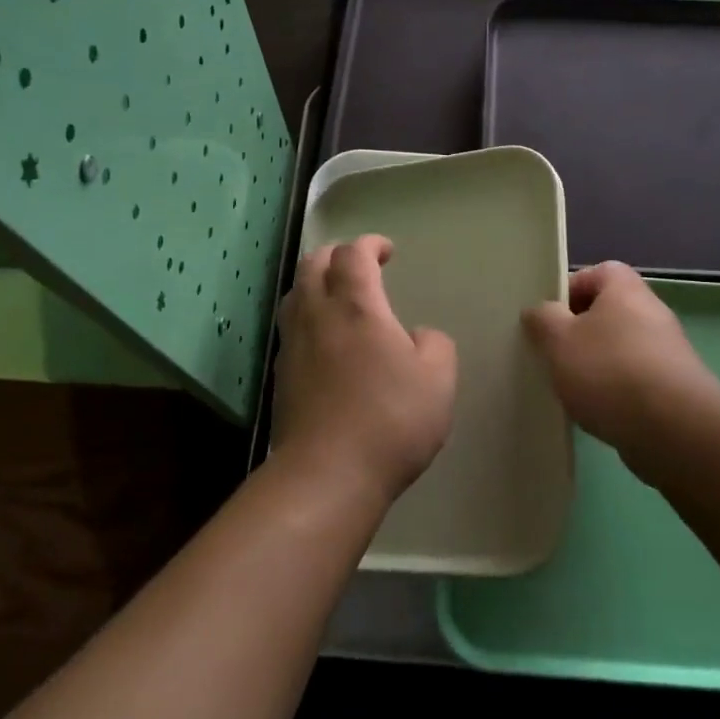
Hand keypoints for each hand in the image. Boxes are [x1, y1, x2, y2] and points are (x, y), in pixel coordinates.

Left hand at [272, 235, 457, 504]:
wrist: (327, 474)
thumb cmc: (390, 420)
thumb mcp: (438, 379)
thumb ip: (434, 345)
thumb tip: (417, 337)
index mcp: (356, 306)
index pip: (353, 254)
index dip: (370, 244)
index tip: (386, 250)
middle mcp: (317, 315)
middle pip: (314, 264)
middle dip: (337, 255)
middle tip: (360, 265)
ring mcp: (293, 345)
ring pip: (295, 294)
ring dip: (316, 283)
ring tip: (337, 296)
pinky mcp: (281, 376)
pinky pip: (291, 328)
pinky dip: (307, 316)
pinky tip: (325, 339)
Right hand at [523, 262, 719, 471]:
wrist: (672, 429)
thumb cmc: (609, 370)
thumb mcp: (559, 340)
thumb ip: (543, 320)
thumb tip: (539, 311)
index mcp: (625, 289)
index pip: (597, 272)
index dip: (570, 290)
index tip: (549, 318)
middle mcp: (651, 312)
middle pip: (608, 312)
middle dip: (579, 333)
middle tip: (554, 354)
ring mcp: (667, 351)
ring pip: (620, 348)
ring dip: (596, 365)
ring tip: (572, 389)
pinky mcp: (675, 388)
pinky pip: (635, 379)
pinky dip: (616, 392)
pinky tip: (598, 413)